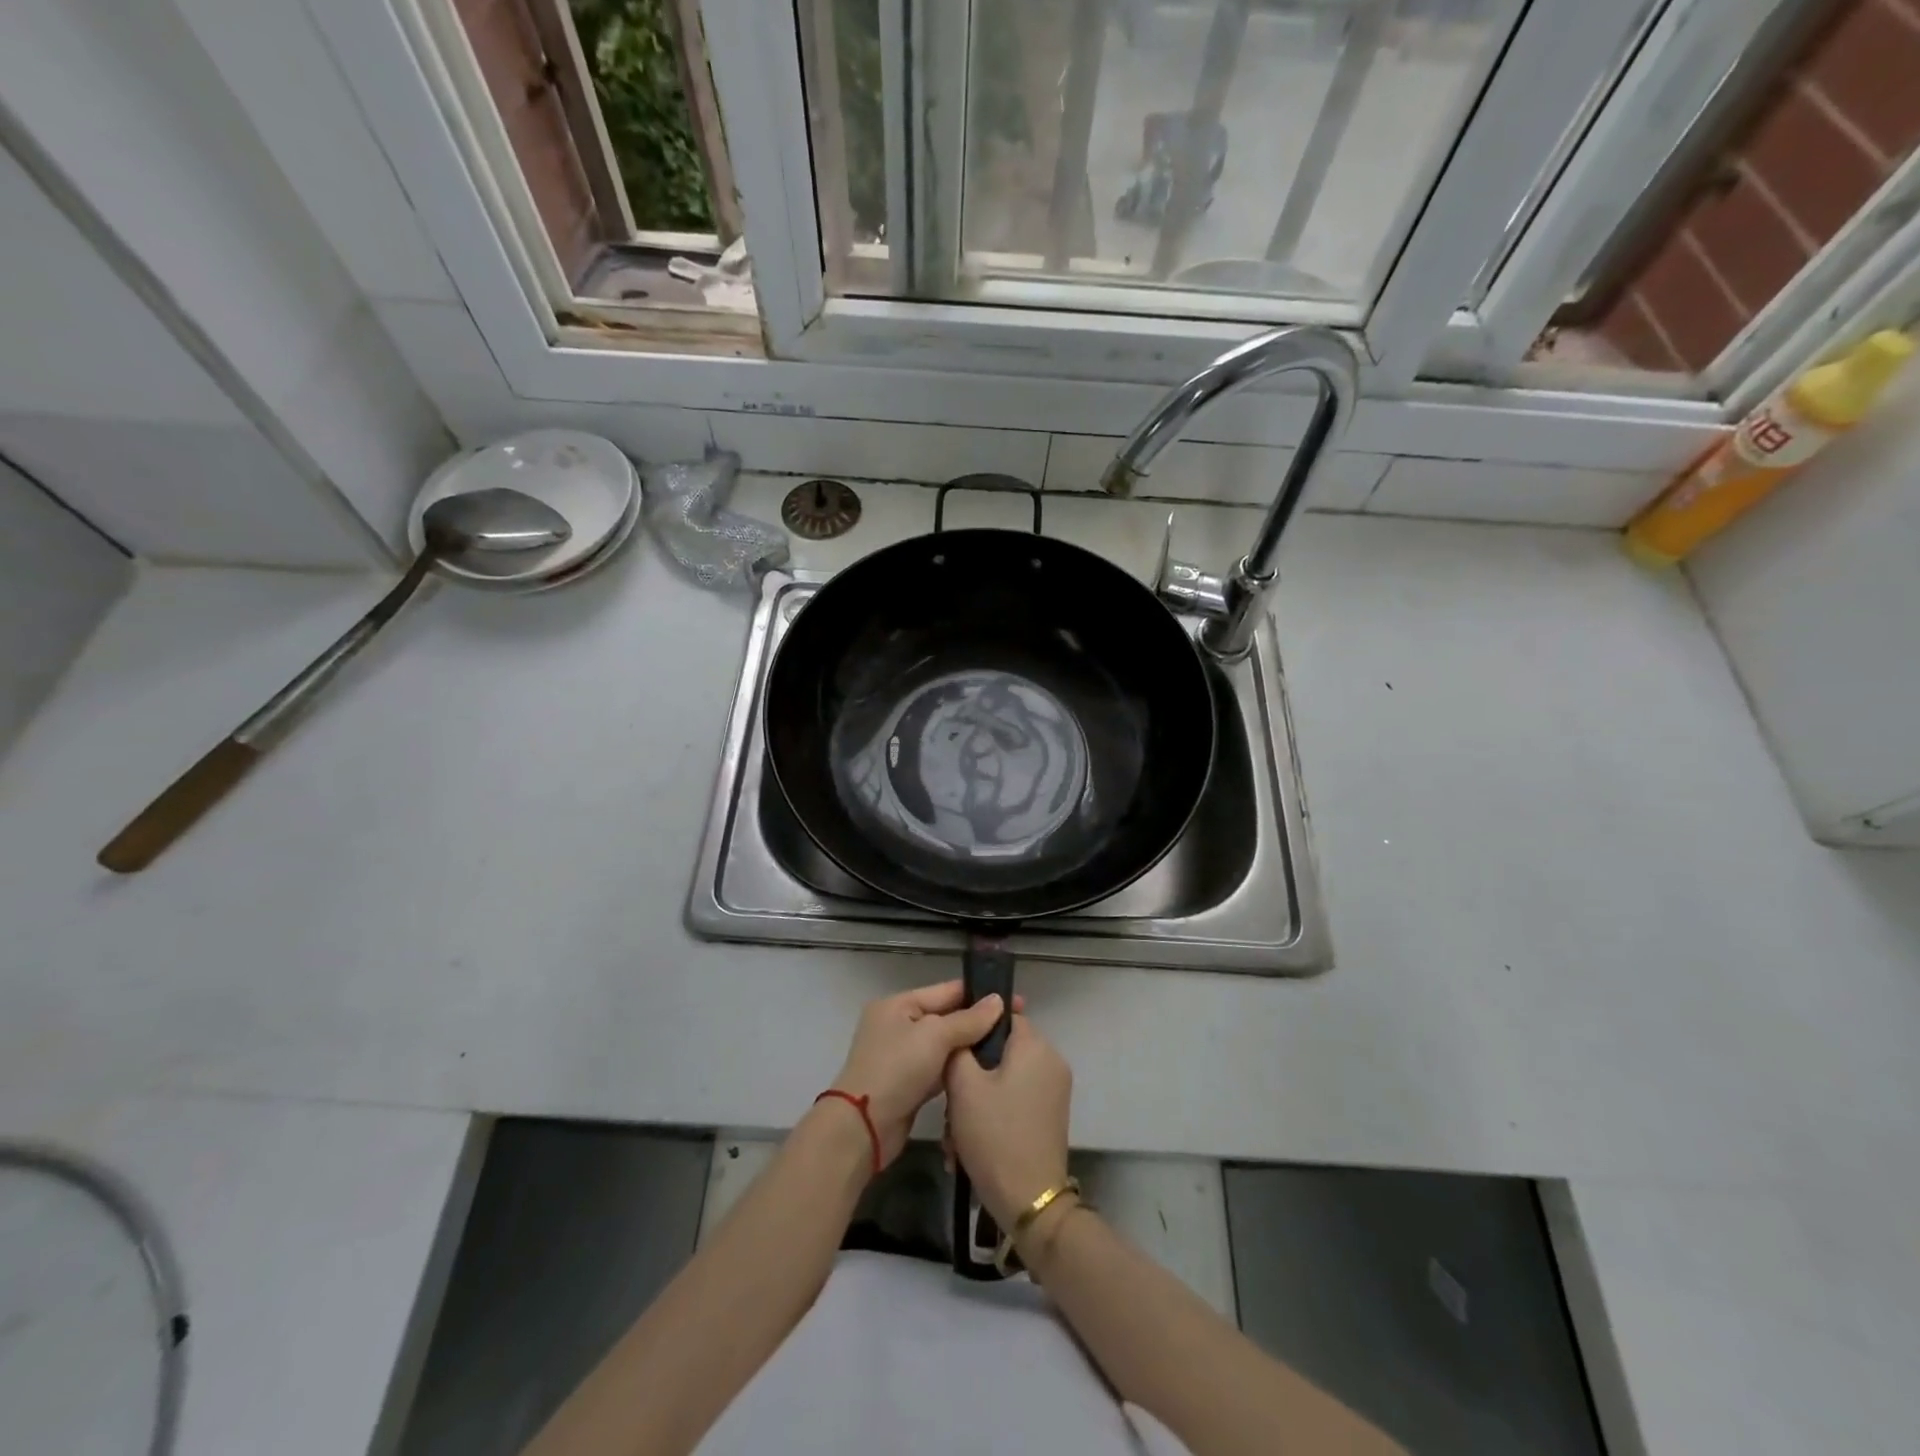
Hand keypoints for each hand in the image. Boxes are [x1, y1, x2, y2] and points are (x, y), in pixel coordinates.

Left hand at [828, 981, 1014, 1167]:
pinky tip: (984, 1070)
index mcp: (899, 1004)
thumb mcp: (934, 1036)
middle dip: (978, 1021)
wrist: (863, 1127)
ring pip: (944, 1044)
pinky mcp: (908, 1083)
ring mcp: (902, 1055)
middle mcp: (898, 1024)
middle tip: (1017, 1024)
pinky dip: (957, 1068)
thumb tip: (998, 1001)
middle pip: (946, 1017)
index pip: (946, 991)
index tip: (1014, 1000)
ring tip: (1007, 1046)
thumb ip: (968, 1019)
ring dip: (970, 1046)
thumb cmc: (897, 1069)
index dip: (980, 994)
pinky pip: (939, 1067)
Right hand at [945, 1014, 1072, 1228]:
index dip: (974, 1029)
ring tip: (955, 1134)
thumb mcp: (963, 1086)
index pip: (1003, 1015)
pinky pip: (1015, 1100)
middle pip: (1002, 1051)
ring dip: (977, 1101)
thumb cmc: (995, 1134)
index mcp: (1035, 1046)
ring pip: (1004, 1079)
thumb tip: (965, 1027)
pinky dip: (993, 1115)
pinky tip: (969, 1146)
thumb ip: (959, 1047)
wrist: (1029, 1201)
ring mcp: (1054, 1090)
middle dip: (971, 1075)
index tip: (950, 1050)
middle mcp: (1051, 1061)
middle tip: (950, 1104)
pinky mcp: (1050, 1116)